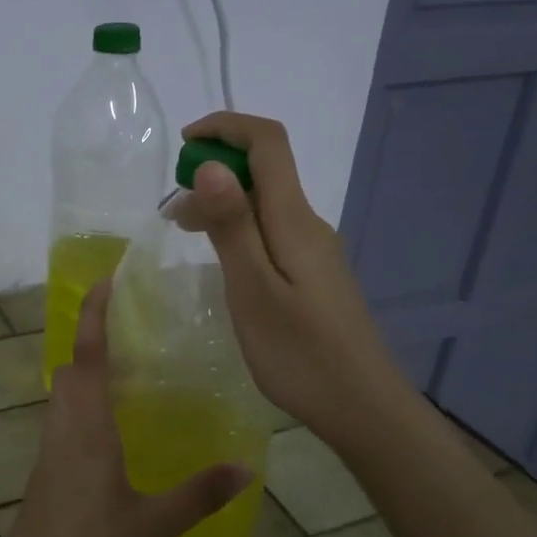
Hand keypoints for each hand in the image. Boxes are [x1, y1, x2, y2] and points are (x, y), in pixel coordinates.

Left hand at [0, 280, 250, 536]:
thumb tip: (247, 467)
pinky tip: (115, 430)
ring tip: (131, 372)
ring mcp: (49, 452)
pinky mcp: (46, 473)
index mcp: (86, 432)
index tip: (105, 281)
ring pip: (62, 395)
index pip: (85, 358)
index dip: (92, 316)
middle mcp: (62, 430)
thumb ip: (198, 496)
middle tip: (133, 331)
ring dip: (87, 372)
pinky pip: (64, 420)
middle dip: (92, 340)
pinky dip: (84, 404)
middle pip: (69, 369)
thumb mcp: (151, 528)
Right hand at [172, 111, 408, 439]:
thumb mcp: (253, 290)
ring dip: (223, 202)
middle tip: (172, 210)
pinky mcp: (313, 274)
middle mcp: (308, 224)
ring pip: (265, 204)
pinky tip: (221, 261)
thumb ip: (232, 226)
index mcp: (294, 221)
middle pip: (265, 170)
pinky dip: (238, 229)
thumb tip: (210, 164)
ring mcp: (314, 251)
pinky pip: (271, 232)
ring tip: (184, 232)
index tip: (183, 143)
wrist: (363, 409)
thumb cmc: (300, 354)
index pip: (268, 143)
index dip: (226, 127)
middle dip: (215, 169)